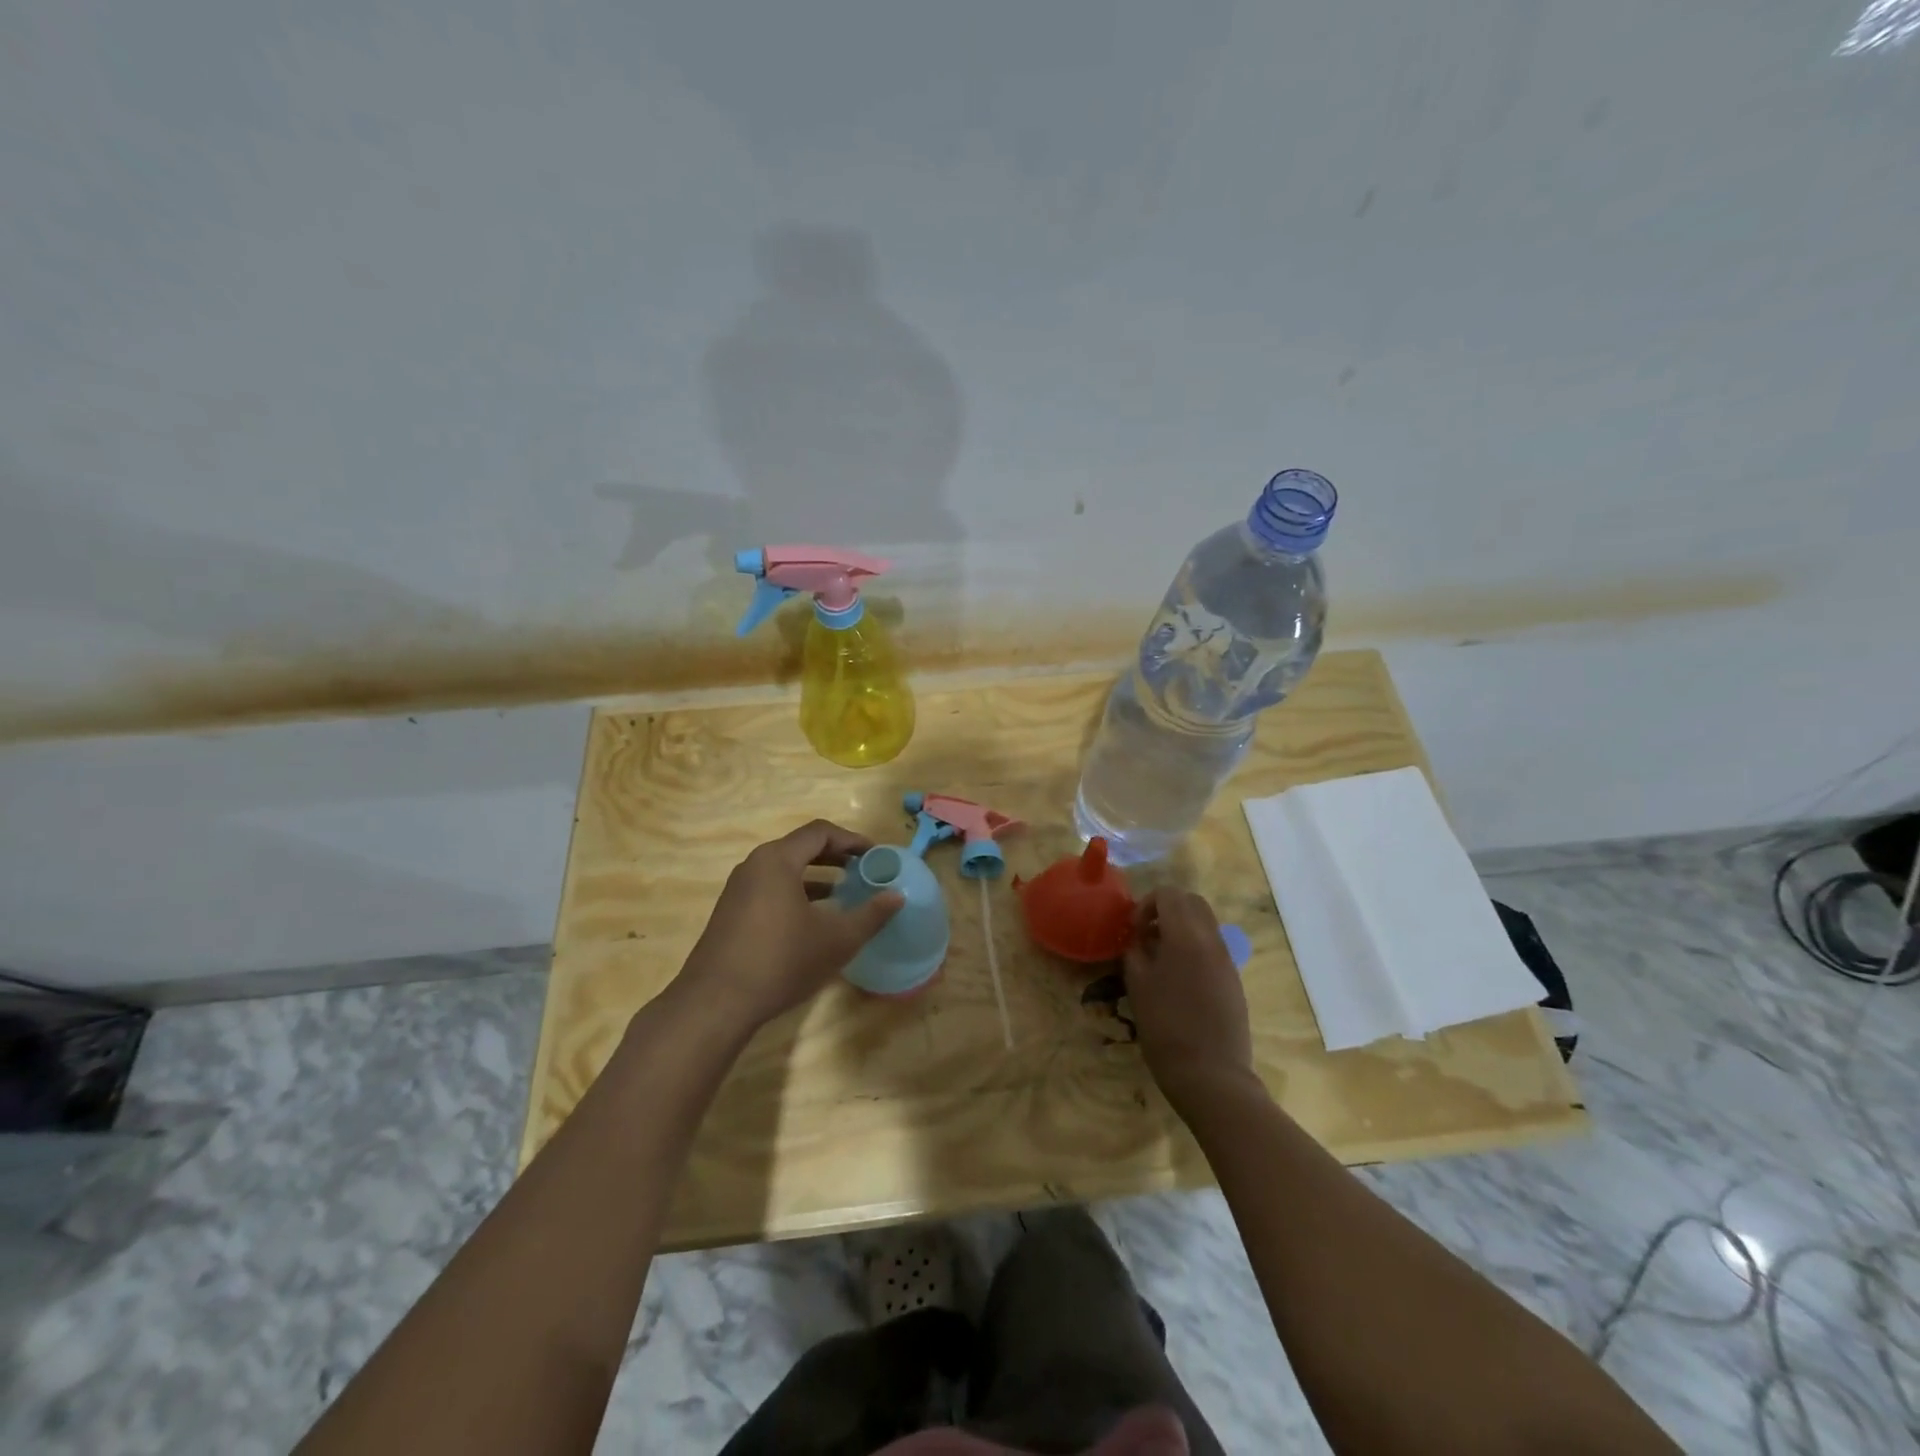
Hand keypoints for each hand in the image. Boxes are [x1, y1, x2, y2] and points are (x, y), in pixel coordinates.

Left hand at [676, 819, 902, 1032]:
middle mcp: (755, 865)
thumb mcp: (837, 940)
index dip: (852, 840)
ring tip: (843, 893)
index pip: (820, 832)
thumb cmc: (781, 961)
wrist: (716, 1003)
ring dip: (816, 876)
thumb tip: (897, 896)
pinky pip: (770, 888)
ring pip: (784, 869)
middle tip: (863, 870)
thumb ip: (871, 915)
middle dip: (836, 856)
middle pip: (801, 847)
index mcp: (778, 860)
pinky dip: (796, 892)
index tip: (875, 855)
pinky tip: (812, 920)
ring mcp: (738, 889)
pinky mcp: (731, 912)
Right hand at [1122, 887, 1256, 1108]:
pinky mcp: (1234, 979)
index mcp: (1186, 936)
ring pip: (1206, 922)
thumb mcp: (1138, 985)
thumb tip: (1138, 937)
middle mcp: (1211, 940)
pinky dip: (1194, 946)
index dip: (1146, 904)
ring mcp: (1227, 959)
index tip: (1133, 930)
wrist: (1211, 1075)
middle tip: (1146, 935)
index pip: (1169, 894)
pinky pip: (1213, 946)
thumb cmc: (1165, 1028)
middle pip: (1192, 902)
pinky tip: (1178, 978)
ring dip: (1181, 927)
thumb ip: (1135, 951)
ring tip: (1159, 957)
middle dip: (1166, 909)